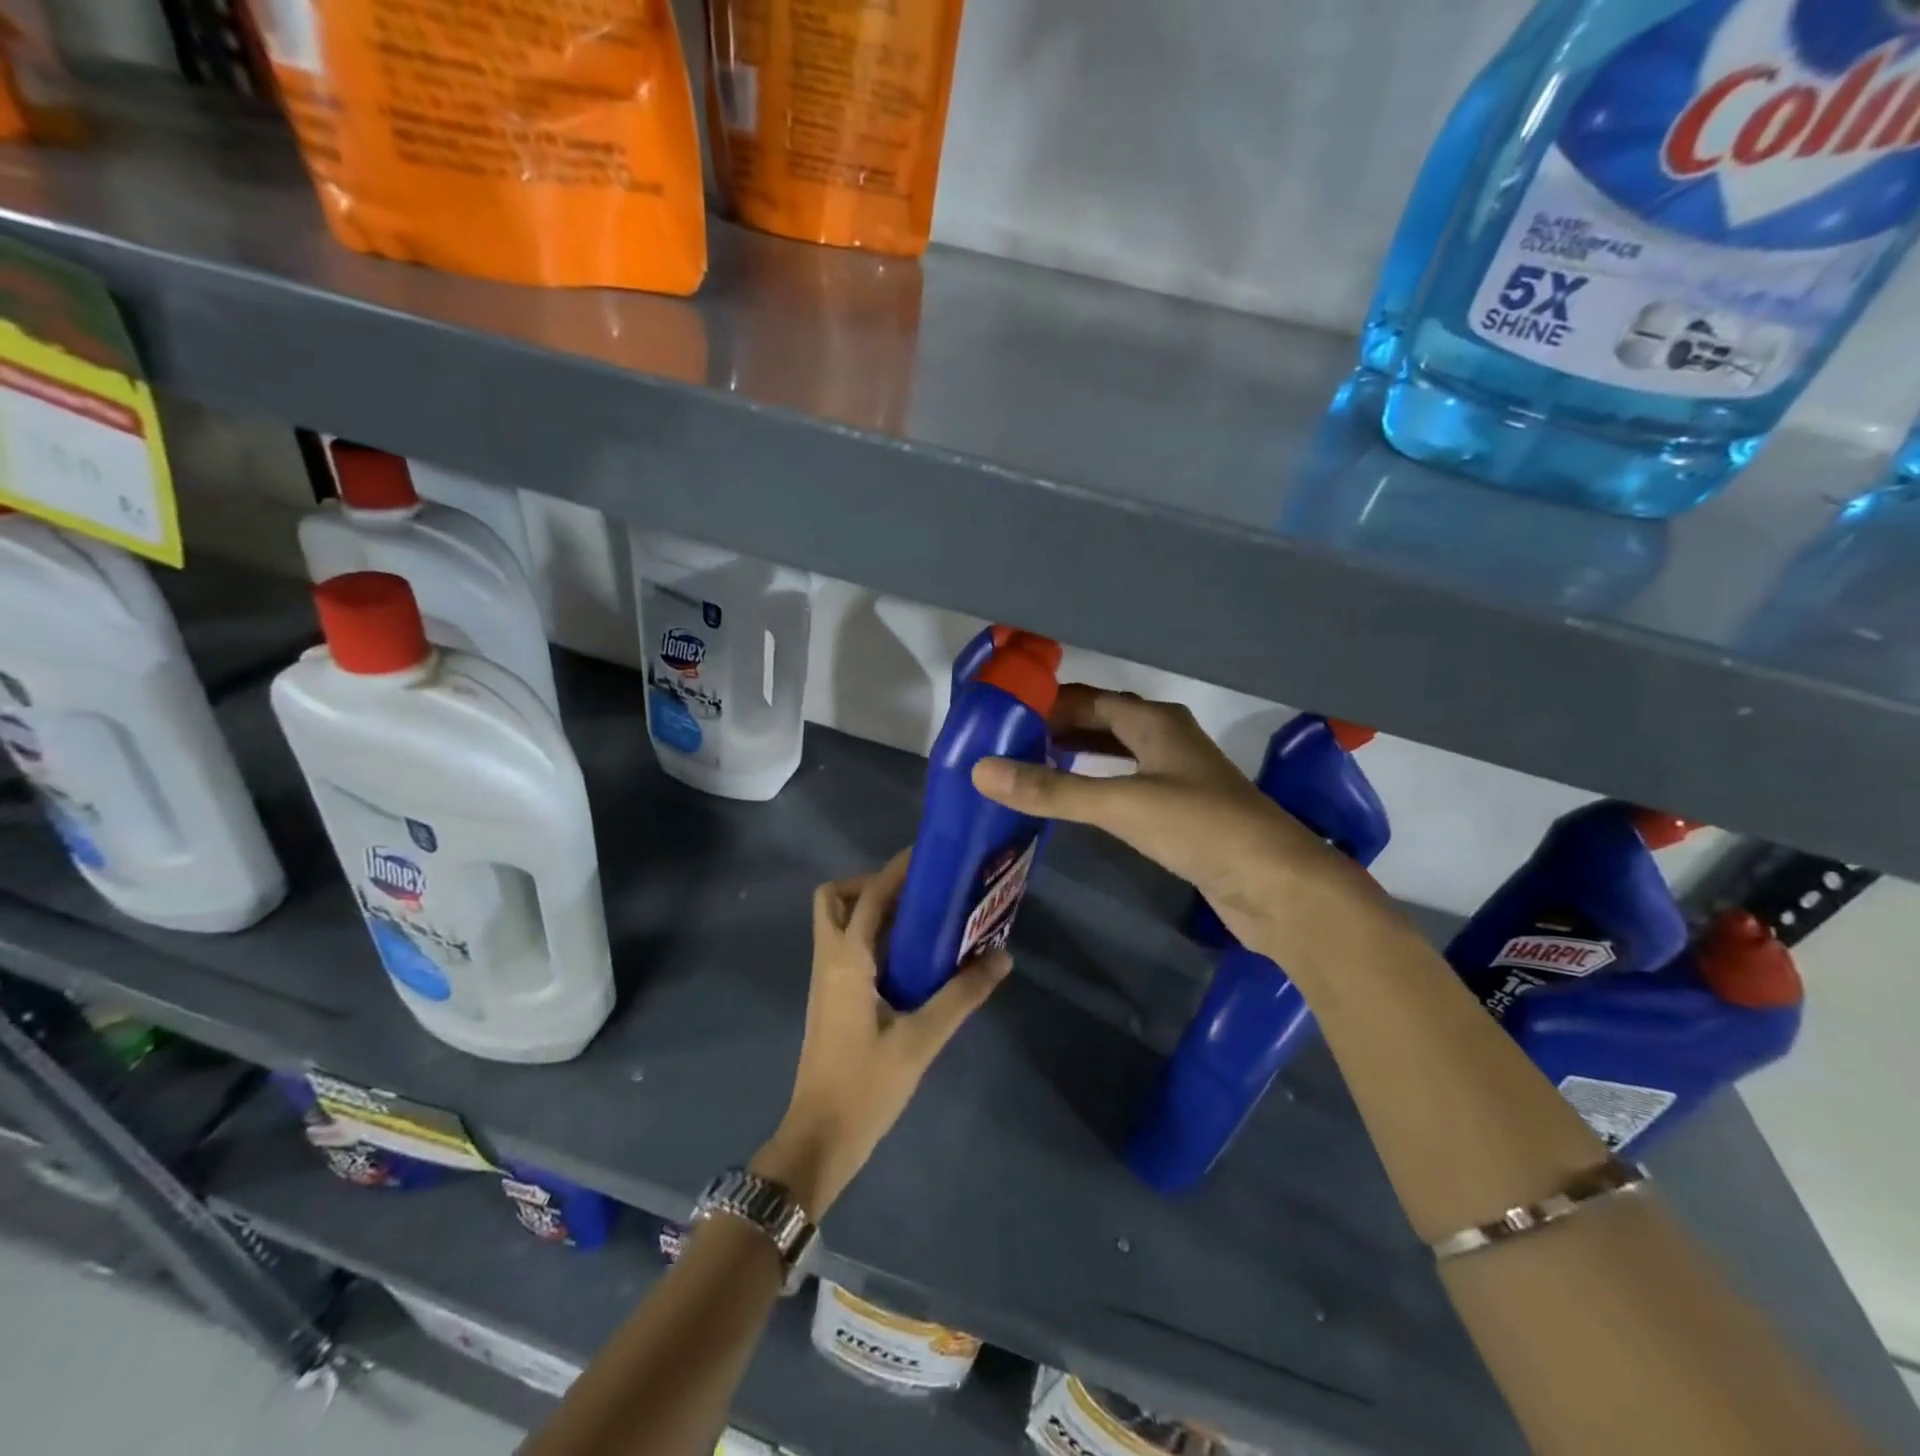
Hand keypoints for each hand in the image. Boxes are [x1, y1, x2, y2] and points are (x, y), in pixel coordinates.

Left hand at [752, 850, 1010, 1216]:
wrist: (820, 1139)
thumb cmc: (866, 1086)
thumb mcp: (921, 1040)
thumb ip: (962, 996)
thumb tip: (1002, 958)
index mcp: (846, 960)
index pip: (868, 896)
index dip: (895, 870)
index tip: (928, 854)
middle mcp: (829, 960)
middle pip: (835, 899)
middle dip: (870, 884)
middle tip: (916, 894)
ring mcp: (826, 980)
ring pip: (838, 923)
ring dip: (871, 910)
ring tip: (922, 919)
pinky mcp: (832, 999)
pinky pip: (847, 948)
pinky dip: (873, 937)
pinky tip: (912, 957)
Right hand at [972, 687, 1368, 952]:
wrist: (1279, 886)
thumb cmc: (1201, 828)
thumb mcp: (1121, 804)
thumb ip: (1051, 790)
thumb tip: (981, 771)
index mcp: (1155, 722)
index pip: (1089, 699)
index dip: (1048, 703)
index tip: (1003, 715)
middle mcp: (1167, 740)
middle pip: (1103, 722)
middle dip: (1059, 728)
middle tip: (1008, 744)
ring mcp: (1178, 777)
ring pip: (1117, 754)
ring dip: (1078, 756)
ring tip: (1031, 767)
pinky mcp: (1183, 813)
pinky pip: (1128, 785)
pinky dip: (1097, 785)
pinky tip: (1078, 804)